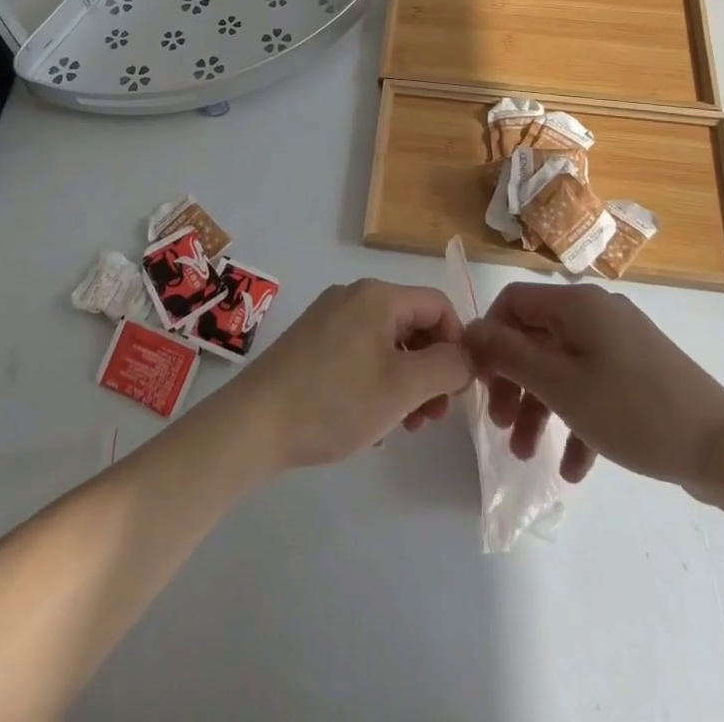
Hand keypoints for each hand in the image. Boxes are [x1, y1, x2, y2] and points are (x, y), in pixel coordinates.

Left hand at [222, 278, 474, 473]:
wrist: (255, 422)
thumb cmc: (335, 400)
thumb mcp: (403, 387)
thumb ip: (447, 367)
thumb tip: (468, 356)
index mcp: (378, 296)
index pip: (438, 306)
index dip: (458, 344)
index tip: (457, 391)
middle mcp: (354, 296)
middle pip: (412, 326)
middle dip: (431, 370)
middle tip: (431, 418)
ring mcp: (329, 318)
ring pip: (387, 344)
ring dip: (405, 382)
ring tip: (402, 426)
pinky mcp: (311, 342)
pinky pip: (360, 354)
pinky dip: (376, 383)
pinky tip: (370, 423)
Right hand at [462, 283, 723, 494]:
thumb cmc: (633, 410)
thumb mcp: (561, 386)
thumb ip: (510, 355)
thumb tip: (470, 329)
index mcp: (577, 304)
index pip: (514, 302)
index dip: (490, 337)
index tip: (480, 381)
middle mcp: (596, 313)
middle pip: (536, 338)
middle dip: (514, 383)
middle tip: (500, 425)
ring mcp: (621, 343)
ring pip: (563, 367)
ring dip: (541, 409)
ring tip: (528, 456)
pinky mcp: (639, 373)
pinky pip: (594, 387)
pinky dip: (578, 420)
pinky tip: (575, 470)